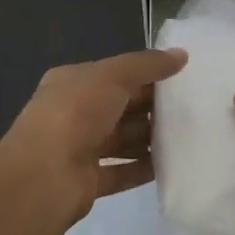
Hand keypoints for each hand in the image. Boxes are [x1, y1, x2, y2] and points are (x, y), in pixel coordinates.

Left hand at [0, 49, 188, 223]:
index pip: (113, 74)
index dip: (145, 74)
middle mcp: (73, 113)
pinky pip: (121, 171)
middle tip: (191, 108)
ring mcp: (78, 148)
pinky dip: (143, 168)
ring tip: (187, 137)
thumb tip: (182, 54)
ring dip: (149, 139)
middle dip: (151, 108)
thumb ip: (147, 65)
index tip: (180, 78)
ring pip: (121, 140)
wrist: (43, 176)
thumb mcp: (112, 76)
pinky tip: (170, 166)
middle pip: (119, 107)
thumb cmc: (76, 113)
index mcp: (72, 83)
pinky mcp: (87, 180)